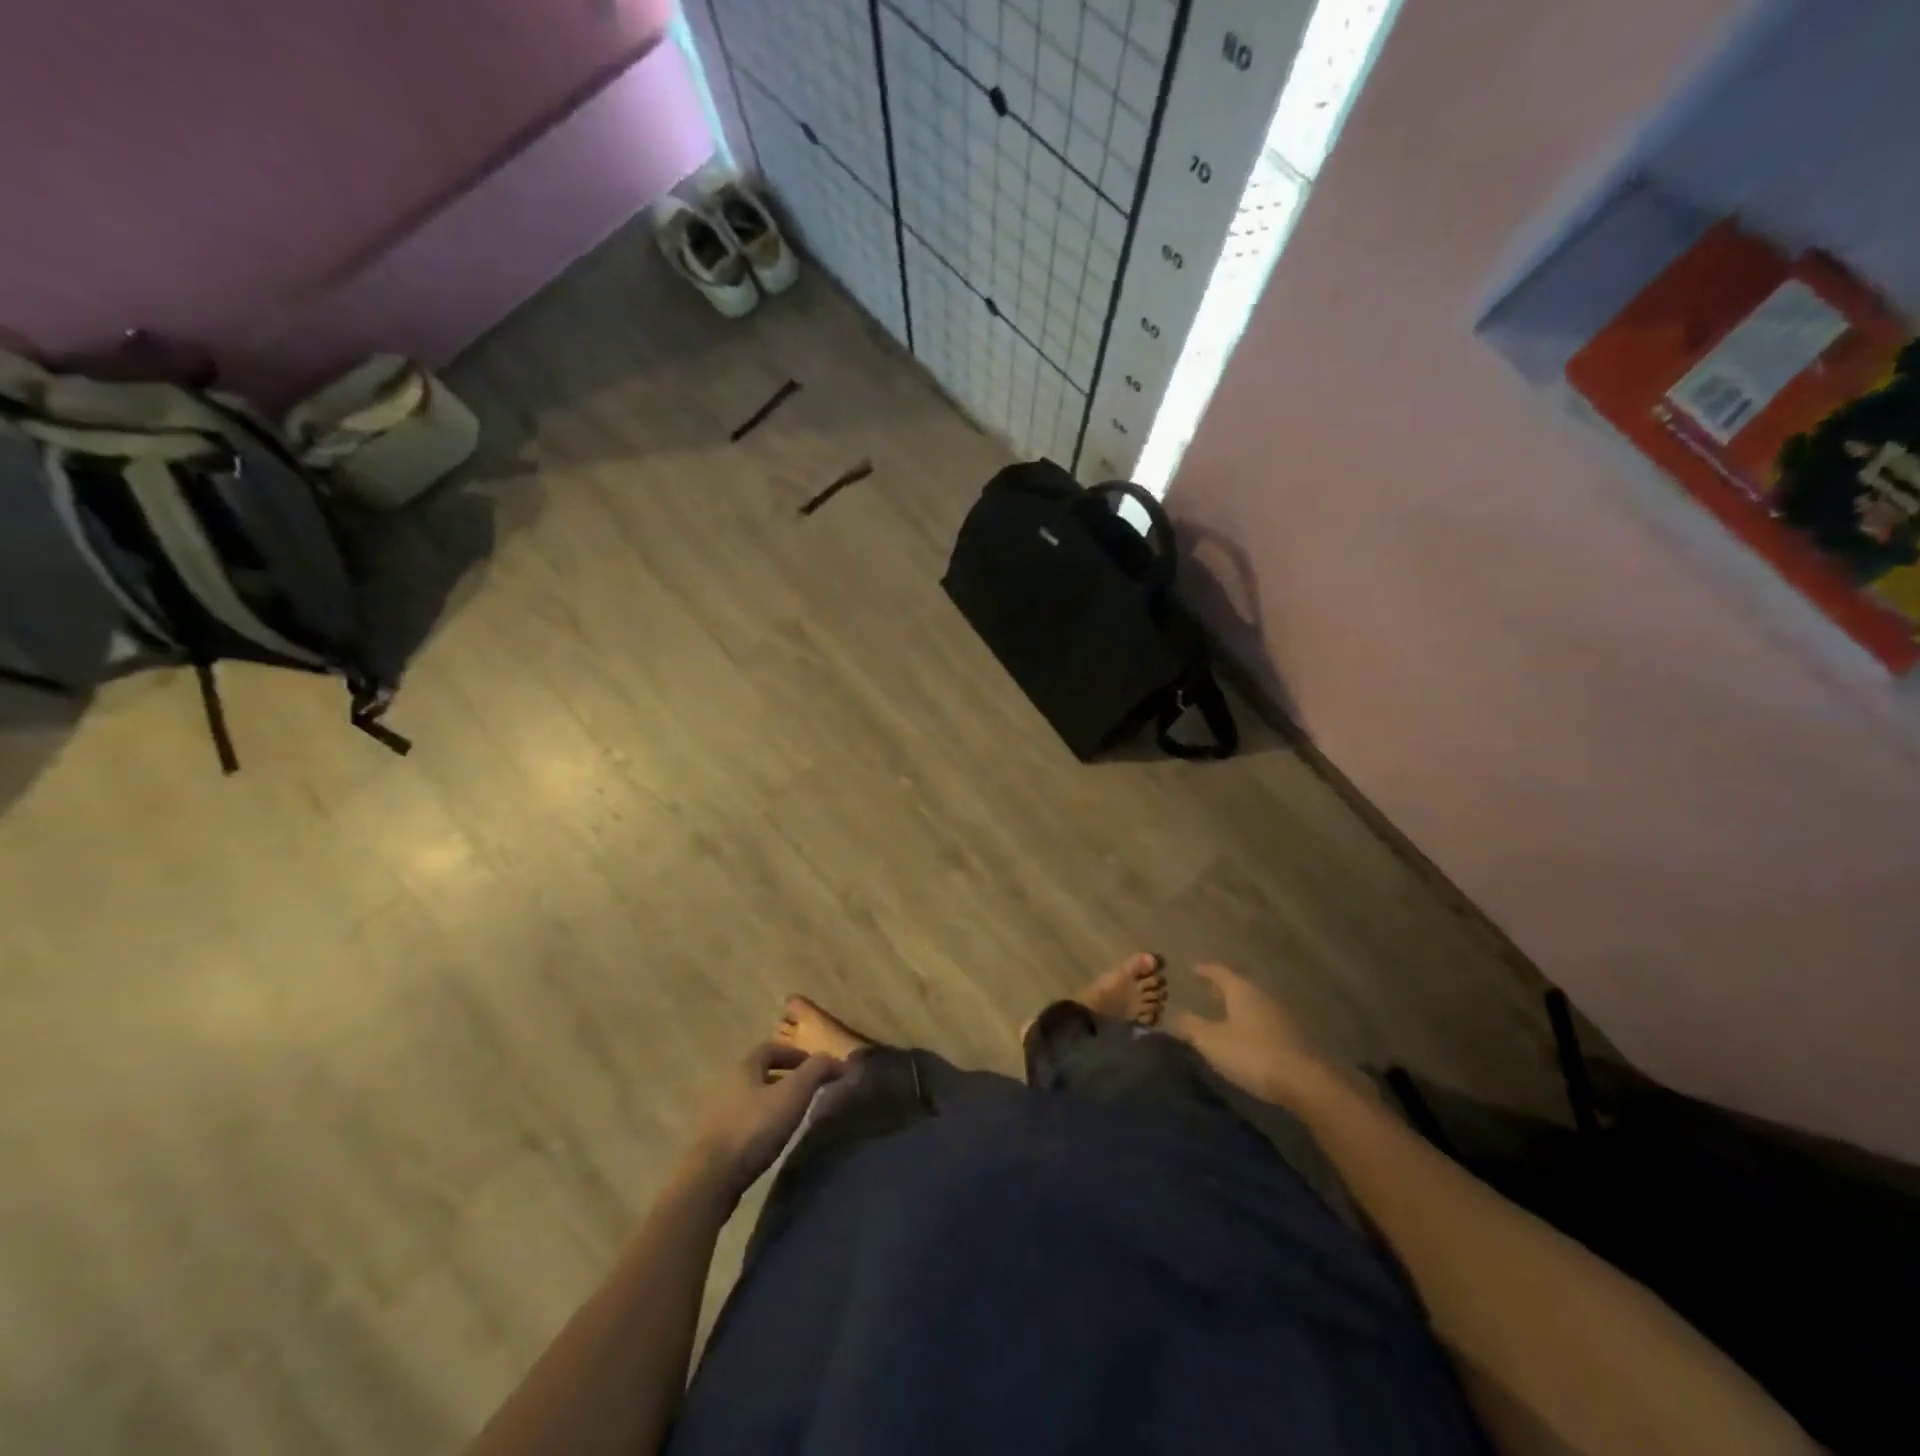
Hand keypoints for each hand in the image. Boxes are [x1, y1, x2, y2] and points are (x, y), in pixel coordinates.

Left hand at [685, 1043, 846, 1202]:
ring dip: (770, 1102)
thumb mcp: (793, 1094)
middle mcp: (725, 1084)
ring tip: (790, 1117)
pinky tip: (769, 1139)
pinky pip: (740, 1121)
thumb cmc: (754, 1128)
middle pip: (757, 1073)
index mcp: (743, 1068)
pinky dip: (758, 1122)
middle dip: (783, 1077)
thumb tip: (838, 1060)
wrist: (710, 1179)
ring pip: (748, 1098)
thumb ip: (816, 1071)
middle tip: (805, 1090)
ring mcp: (715, 1114)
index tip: (813, 1064)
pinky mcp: (711, 1142)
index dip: (793, 1053)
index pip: (769, 1049)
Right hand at [1172, 964, 1333, 1106]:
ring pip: (1254, 1003)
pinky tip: (1246, 1035)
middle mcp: (1262, 996)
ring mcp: (1281, 1015)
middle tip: (1208, 991)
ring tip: (1224, 1014)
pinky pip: (1264, 1020)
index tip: (1193, 969)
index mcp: (1241, 990)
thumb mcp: (1211, 1041)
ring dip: (1238, 1006)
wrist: (1304, 1081)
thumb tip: (1175, 1014)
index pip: (1219, 972)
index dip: (1205, 970)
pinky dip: (1251, 1021)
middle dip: (1222, 988)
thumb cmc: (1251, 1053)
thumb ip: (1191, 1026)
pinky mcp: (1293, 1036)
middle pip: (1239, 986)